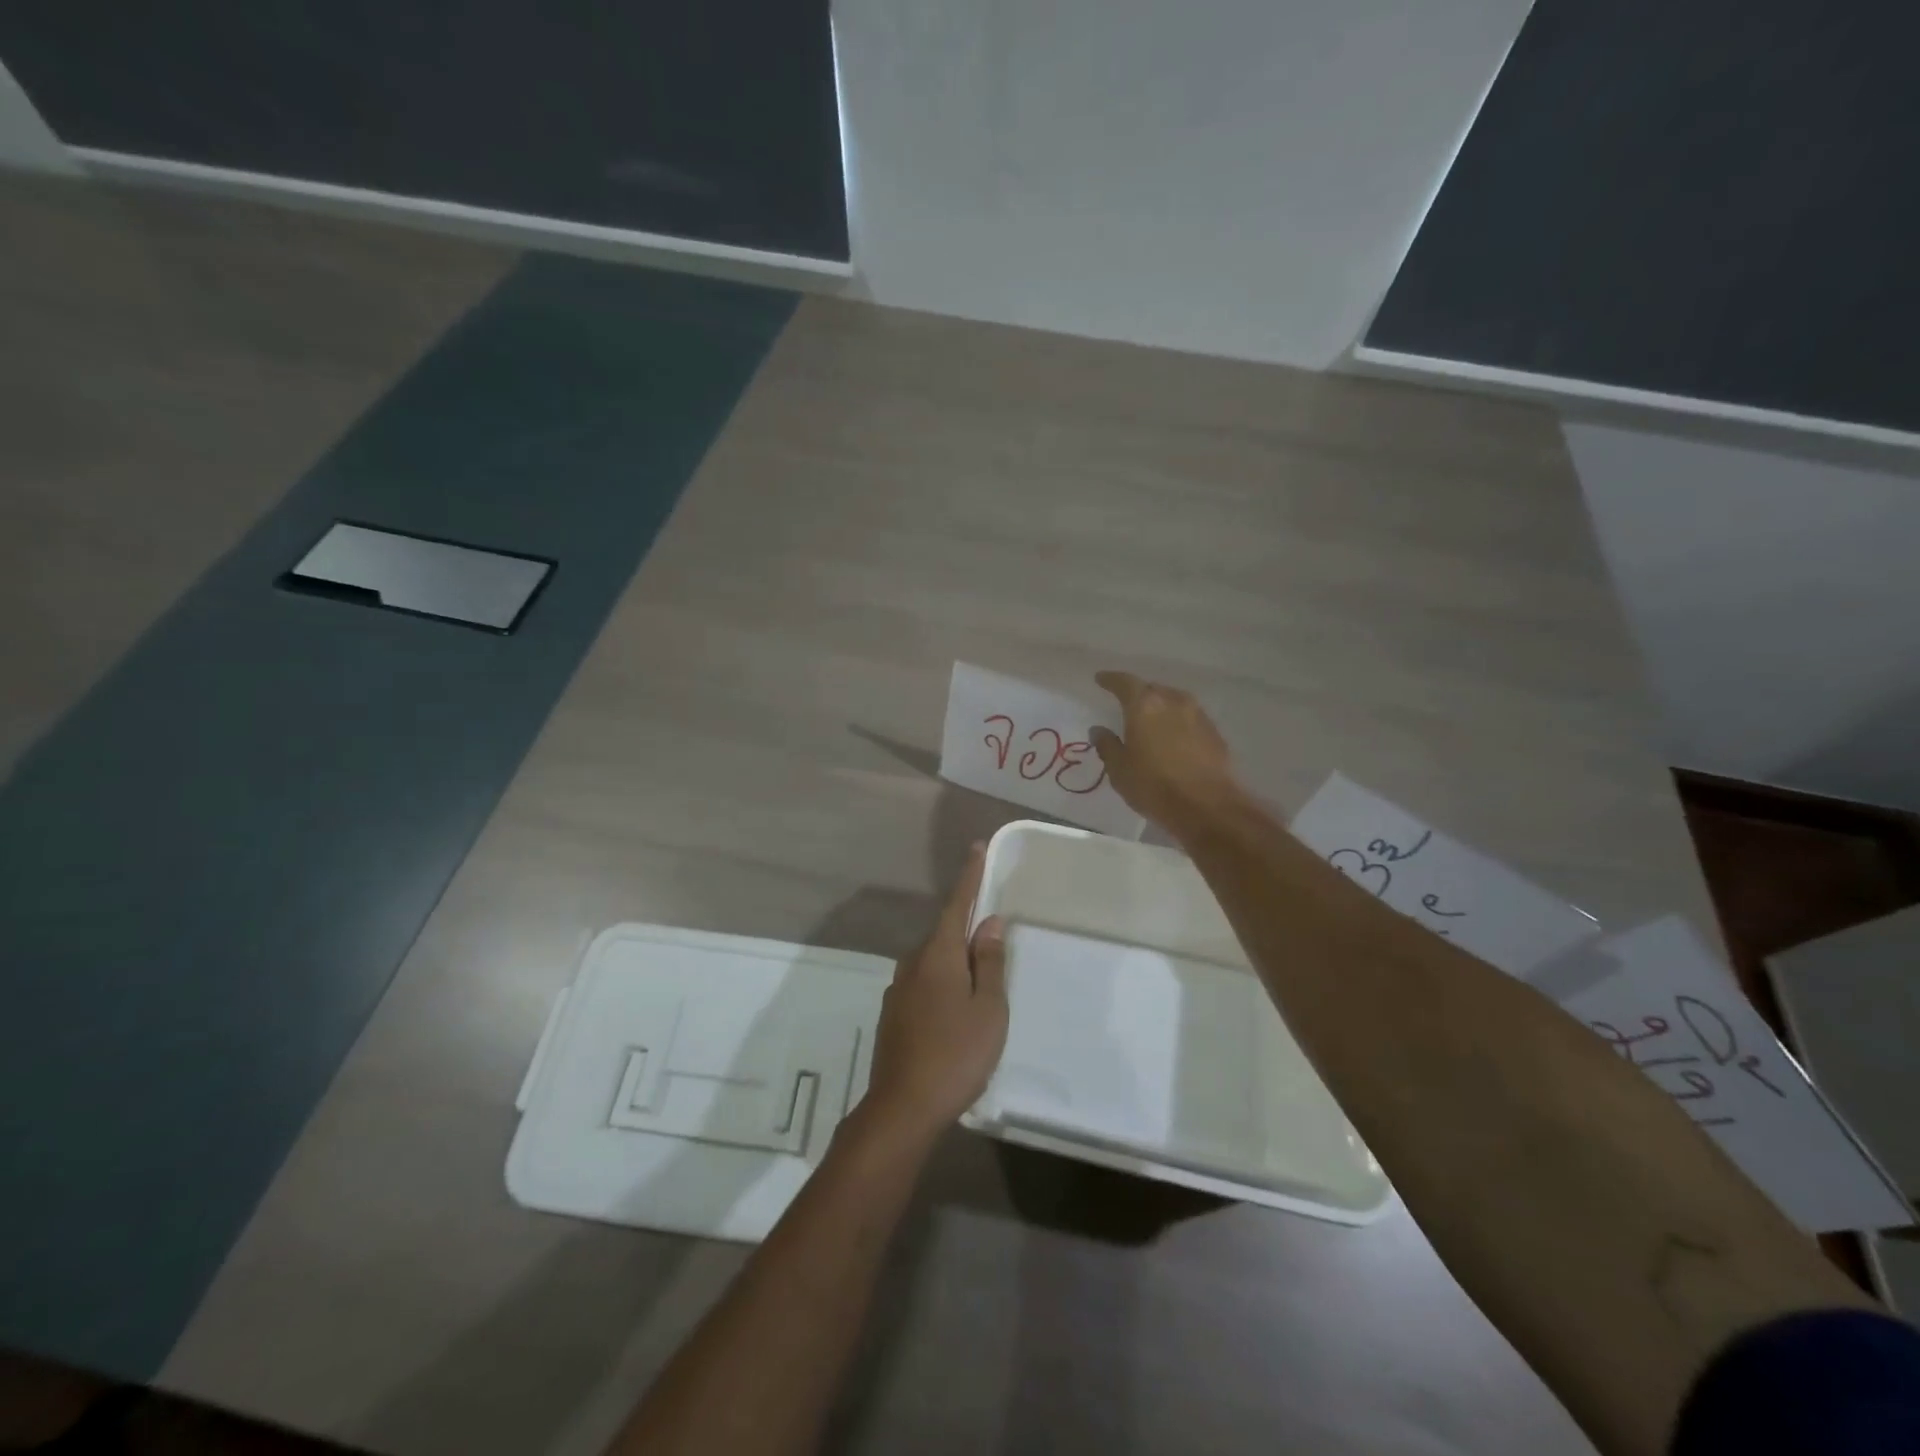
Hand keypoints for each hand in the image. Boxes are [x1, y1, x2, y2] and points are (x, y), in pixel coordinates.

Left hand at [860, 845, 1008, 1144]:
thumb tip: (989, 922)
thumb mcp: (988, 1008)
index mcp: (938, 955)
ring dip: (956, 961)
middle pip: (944, 933)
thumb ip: (989, 962)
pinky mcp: (894, 1014)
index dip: (969, 877)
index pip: (957, 904)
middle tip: (993, 933)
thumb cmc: (956, 1053)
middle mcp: (913, 963)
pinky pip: (925, 984)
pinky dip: (944, 983)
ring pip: (934, 962)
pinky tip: (956, 1011)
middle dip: (967, 927)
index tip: (976, 848)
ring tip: (980, 980)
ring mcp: (899, 989)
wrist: (903, 1107)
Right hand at [1089, 671, 1244, 834]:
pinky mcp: (1214, 732)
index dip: (1110, 680)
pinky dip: (1177, 722)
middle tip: (1126, 704)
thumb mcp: (1119, 770)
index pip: (1124, 682)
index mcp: (1145, 705)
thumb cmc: (1154, 786)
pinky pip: (1189, 718)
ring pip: (1173, 701)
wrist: (1208, 807)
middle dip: (1138, 694)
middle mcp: (1173, 701)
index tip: (1100, 679)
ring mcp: (1198, 715)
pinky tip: (1172, 738)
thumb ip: (1107, 745)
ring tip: (1150, 721)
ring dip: (1160, 707)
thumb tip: (1098, 730)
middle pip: (1152, 689)